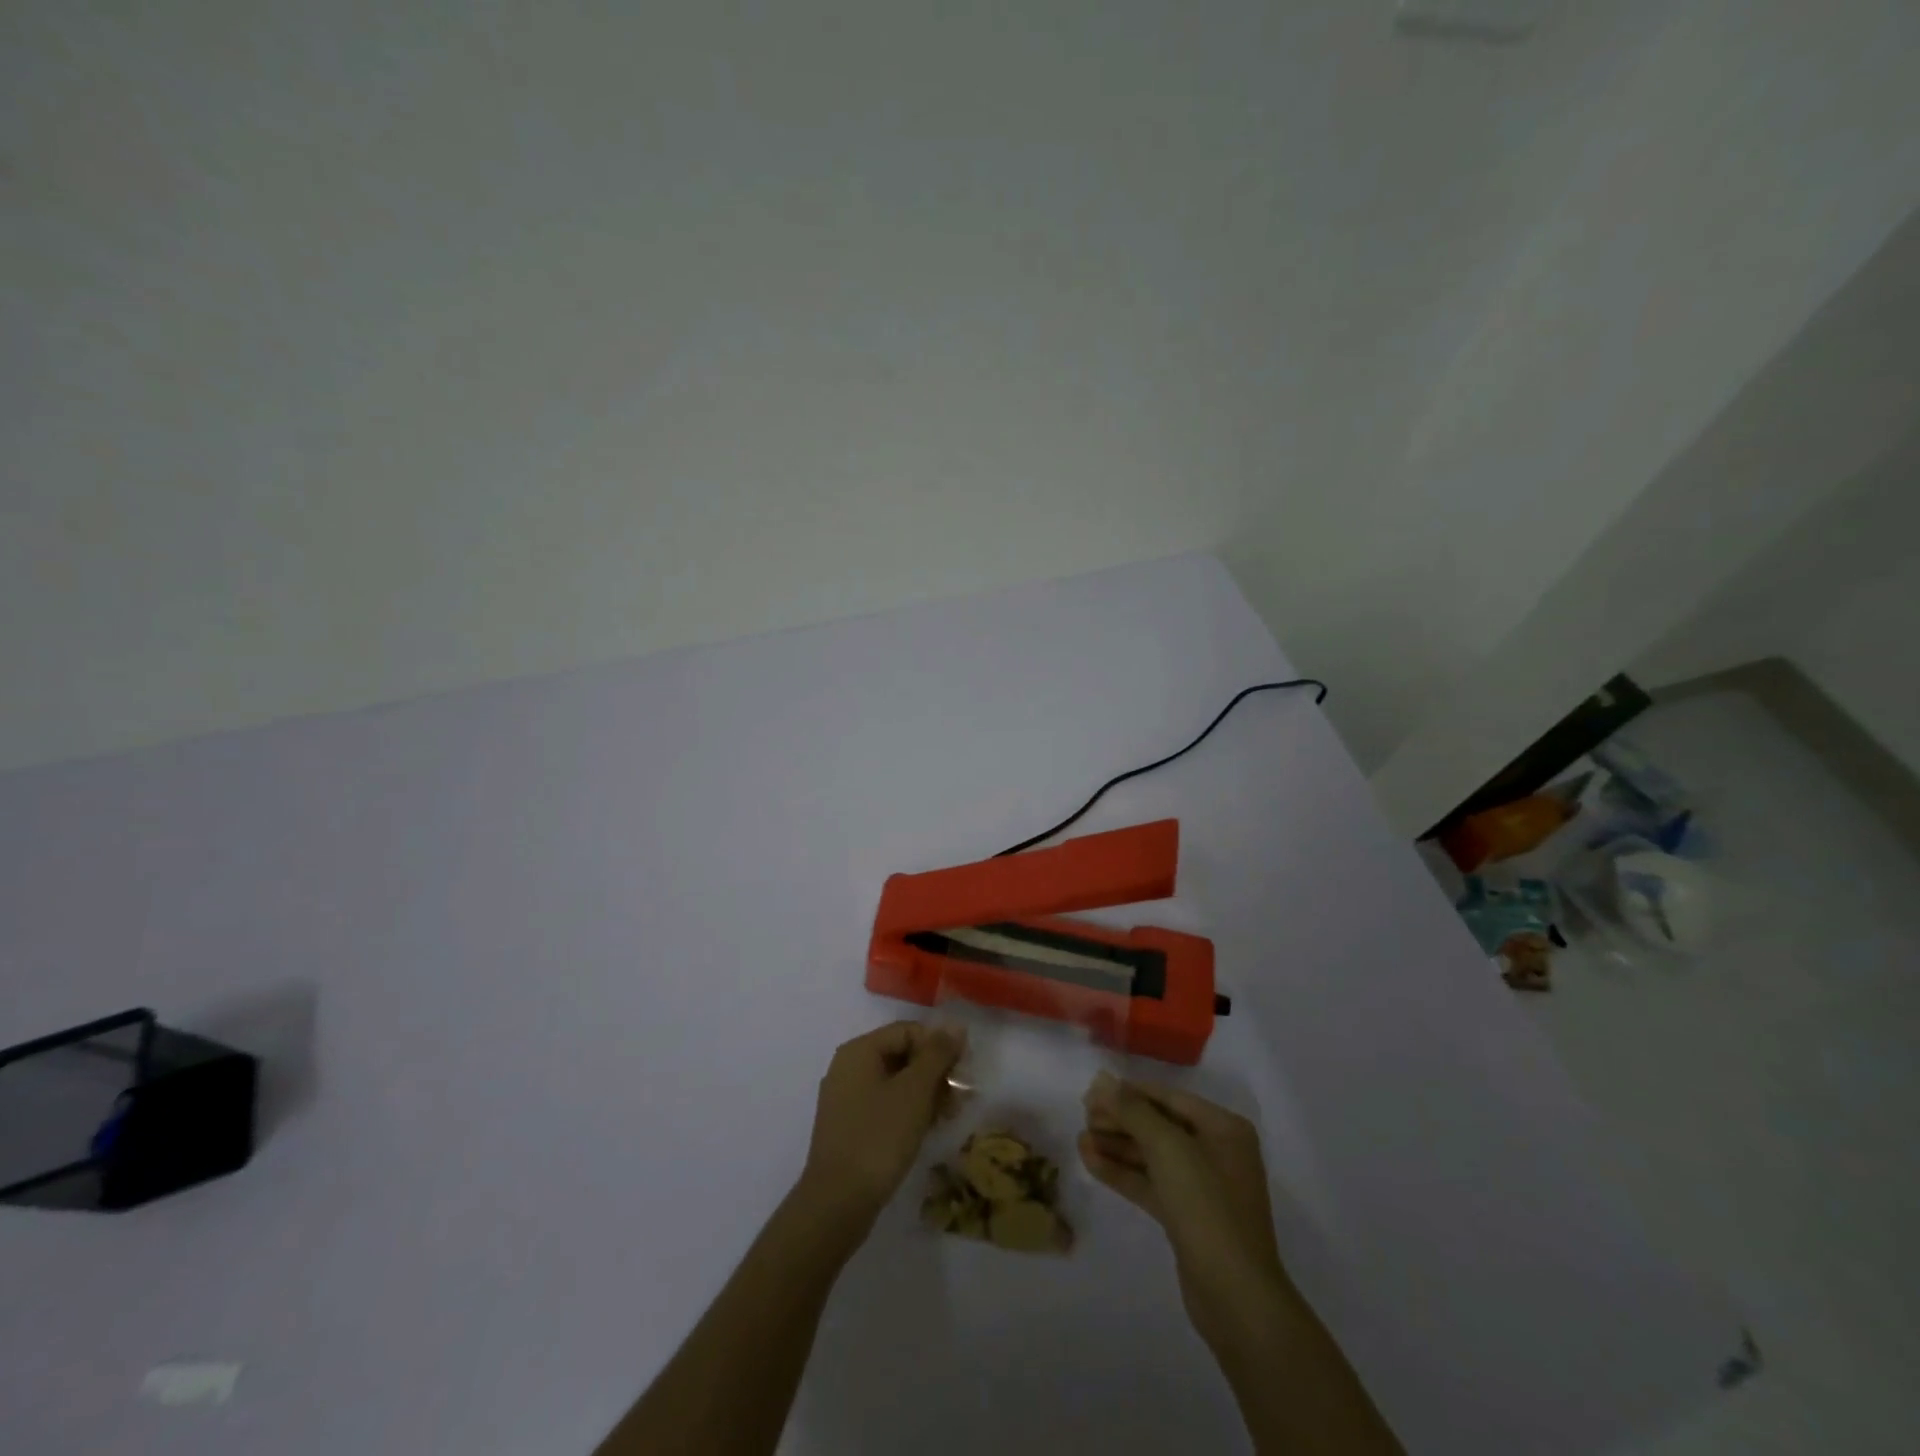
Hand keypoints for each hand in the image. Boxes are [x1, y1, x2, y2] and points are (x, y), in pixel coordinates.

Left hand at [797, 1021, 964, 1234]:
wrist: (837, 1203)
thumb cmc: (879, 1137)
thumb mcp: (915, 1091)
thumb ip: (937, 1054)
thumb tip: (955, 1026)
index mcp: (859, 1050)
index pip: (908, 1031)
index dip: (939, 1046)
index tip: (963, 1073)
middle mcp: (849, 1067)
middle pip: (902, 1055)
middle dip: (935, 1073)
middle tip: (960, 1099)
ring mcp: (846, 1098)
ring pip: (896, 1082)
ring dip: (926, 1094)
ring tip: (949, 1117)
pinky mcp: (849, 1126)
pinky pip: (885, 1105)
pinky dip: (908, 1111)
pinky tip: (927, 1130)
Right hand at [1080, 1071, 1288, 1349]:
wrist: (1235, 1297)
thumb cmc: (1207, 1206)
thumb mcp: (1168, 1148)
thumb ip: (1133, 1110)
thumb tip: (1102, 1080)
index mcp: (1223, 1128)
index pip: (1169, 1098)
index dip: (1130, 1092)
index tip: (1093, 1091)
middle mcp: (1216, 1152)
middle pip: (1159, 1126)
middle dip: (1121, 1120)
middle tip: (1083, 1116)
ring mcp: (1202, 1187)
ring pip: (1152, 1157)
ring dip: (1117, 1146)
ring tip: (1080, 1138)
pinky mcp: (1186, 1217)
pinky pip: (1150, 1183)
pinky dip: (1123, 1172)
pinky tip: (1090, 1161)